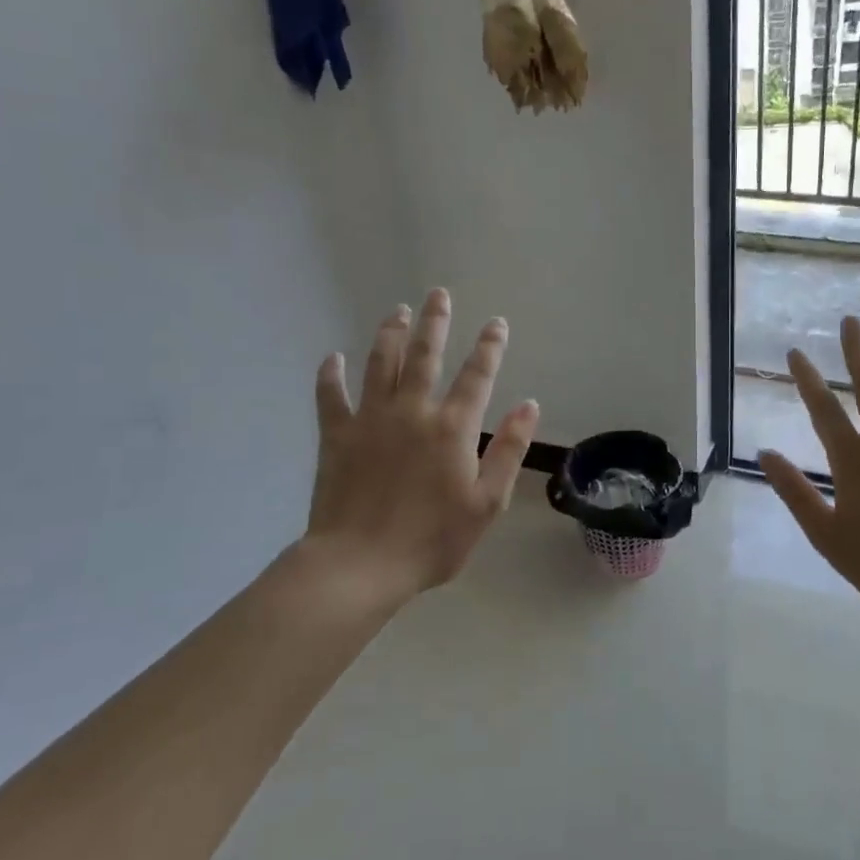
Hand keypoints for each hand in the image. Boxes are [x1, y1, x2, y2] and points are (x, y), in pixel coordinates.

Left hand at [303, 289, 538, 605]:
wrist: (360, 565)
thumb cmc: (432, 540)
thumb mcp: (487, 503)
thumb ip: (510, 450)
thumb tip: (529, 404)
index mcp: (452, 428)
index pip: (477, 376)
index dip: (489, 347)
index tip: (496, 323)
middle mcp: (412, 411)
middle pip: (425, 355)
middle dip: (434, 322)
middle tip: (438, 294)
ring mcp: (370, 420)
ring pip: (380, 364)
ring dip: (389, 334)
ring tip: (397, 311)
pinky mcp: (336, 436)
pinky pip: (331, 397)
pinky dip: (330, 375)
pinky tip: (332, 358)